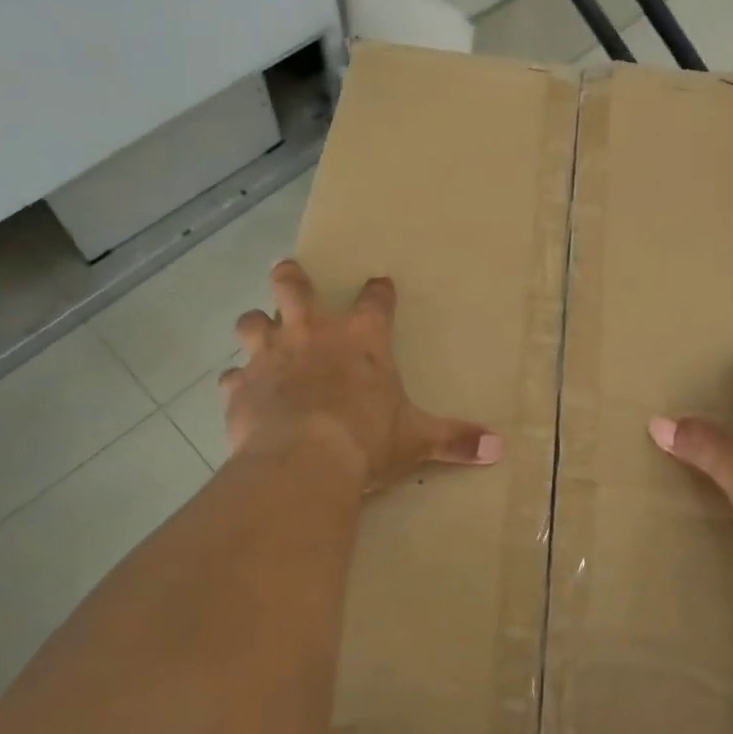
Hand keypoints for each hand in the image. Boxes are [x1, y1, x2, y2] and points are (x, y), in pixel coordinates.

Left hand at [224, 260, 502, 491]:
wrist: (304, 461)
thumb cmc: (367, 440)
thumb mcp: (417, 439)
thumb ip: (455, 439)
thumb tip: (500, 447)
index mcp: (361, 338)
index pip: (375, 300)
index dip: (379, 290)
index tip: (380, 284)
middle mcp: (312, 334)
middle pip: (293, 286)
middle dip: (291, 277)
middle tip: (289, 273)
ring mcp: (270, 356)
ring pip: (252, 321)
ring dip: (256, 324)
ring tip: (259, 329)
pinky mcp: (241, 386)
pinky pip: (232, 376)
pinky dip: (238, 381)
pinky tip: (240, 390)